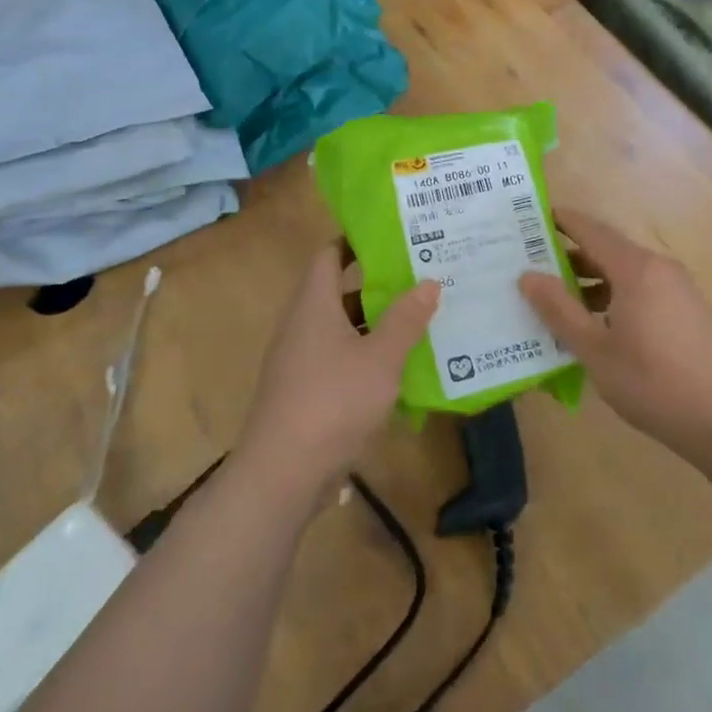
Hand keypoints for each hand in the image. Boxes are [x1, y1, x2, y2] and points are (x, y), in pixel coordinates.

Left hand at [237, 243, 438, 499]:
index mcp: (313, 306)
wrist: (282, 474)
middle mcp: (302, 327)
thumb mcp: (381, 358)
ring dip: (376, 325)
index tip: (394, 237)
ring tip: (420, 319)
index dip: (357, 242)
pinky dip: (367, 358)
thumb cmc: (333, 401)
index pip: (329, 255)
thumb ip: (406, 319)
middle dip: (378, 286)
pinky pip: (340, 362)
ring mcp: (300, 363)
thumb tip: (429, 282)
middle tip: (421, 278)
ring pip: (343, 330)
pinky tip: (401, 370)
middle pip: (339, 293)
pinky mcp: (305, 394)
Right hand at [519, 209, 711, 467]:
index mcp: (635, 268)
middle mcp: (658, 267)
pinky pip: (640, 288)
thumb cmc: (652, 381)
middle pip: (607, 249)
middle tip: (530, 266)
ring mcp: (676, 287)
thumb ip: (559, 309)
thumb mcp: (595, 349)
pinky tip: (594, 325)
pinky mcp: (685, 309)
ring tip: (555, 300)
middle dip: (569, 255)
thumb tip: (528, 276)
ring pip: (624, 272)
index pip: (591, 229)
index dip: (561, 221)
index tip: (529, 220)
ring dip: (590, 280)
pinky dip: (613, 295)